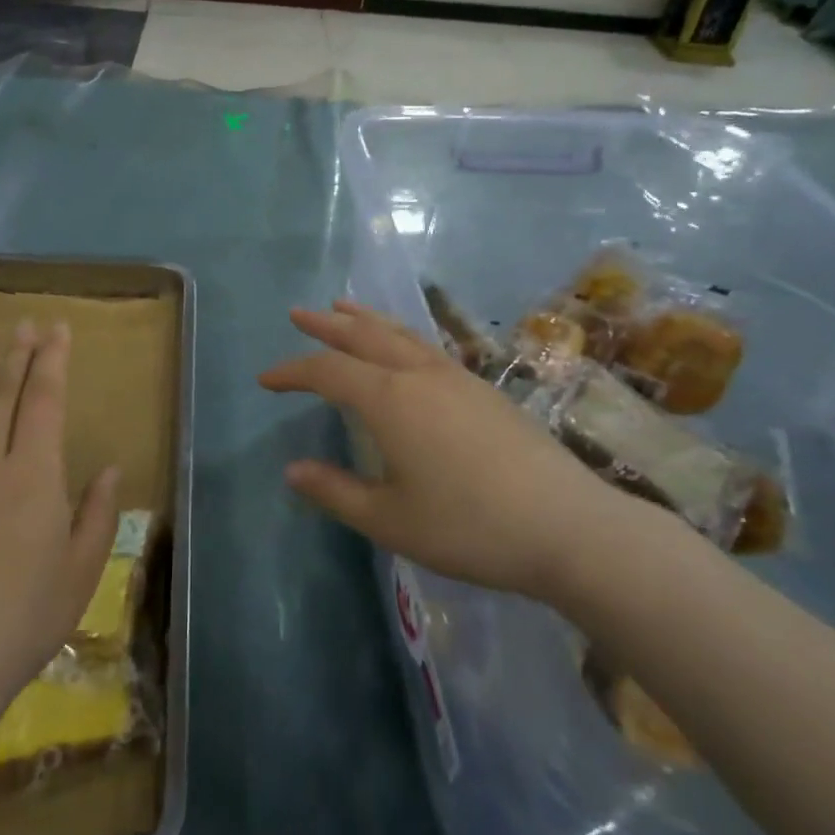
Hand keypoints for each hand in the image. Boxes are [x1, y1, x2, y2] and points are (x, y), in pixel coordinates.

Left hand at [0, 321, 119, 713]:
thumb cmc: (22, 621)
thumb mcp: (80, 573)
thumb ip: (97, 514)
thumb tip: (108, 469)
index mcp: (34, 476)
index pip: (43, 401)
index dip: (51, 361)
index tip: (56, 328)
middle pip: (3, 397)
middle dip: (17, 356)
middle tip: (24, 323)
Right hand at [260, 301, 637, 605]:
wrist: (567, 526)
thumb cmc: (470, 527)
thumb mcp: (391, 520)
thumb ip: (336, 492)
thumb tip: (292, 470)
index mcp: (389, 400)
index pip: (327, 371)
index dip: (293, 371)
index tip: (266, 379)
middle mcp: (418, 374)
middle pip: (363, 336)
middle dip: (327, 325)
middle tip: (299, 313)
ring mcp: (455, 377)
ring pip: (399, 333)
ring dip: (366, 320)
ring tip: (344, 307)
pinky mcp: (483, 388)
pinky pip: (426, 346)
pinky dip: (399, 335)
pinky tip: (404, 348)